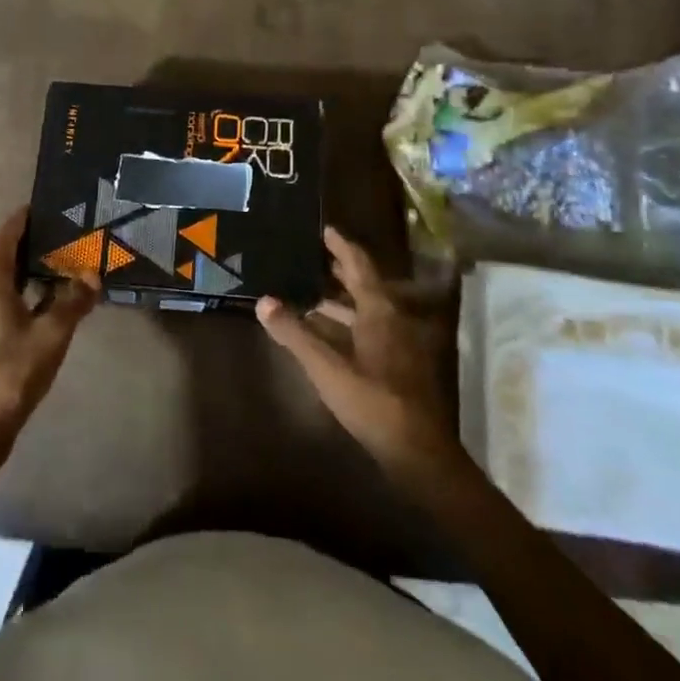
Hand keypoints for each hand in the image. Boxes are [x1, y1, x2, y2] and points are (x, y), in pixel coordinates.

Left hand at [0, 207, 100, 471]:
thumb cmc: (12, 372)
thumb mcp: (51, 334)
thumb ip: (72, 301)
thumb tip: (92, 274)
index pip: (4, 240)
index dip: (20, 221)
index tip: (40, 206)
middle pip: (5, 260)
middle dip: (31, 246)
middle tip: (64, 234)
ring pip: (6, 284)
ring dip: (31, 272)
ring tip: (63, 265)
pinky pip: (7, 304)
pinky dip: (28, 295)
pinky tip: (51, 305)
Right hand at [256, 227, 461, 485]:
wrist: (416, 451)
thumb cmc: (372, 400)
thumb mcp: (326, 366)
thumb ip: (294, 333)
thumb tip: (263, 301)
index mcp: (379, 311)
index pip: (359, 265)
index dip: (341, 246)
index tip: (324, 229)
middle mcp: (392, 320)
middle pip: (364, 286)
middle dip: (338, 271)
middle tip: (311, 257)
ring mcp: (397, 344)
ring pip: (364, 311)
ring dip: (338, 301)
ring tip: (308, 292)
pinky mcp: (396, 366)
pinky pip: (367, 331)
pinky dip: (345, 324)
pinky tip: (324, 333)